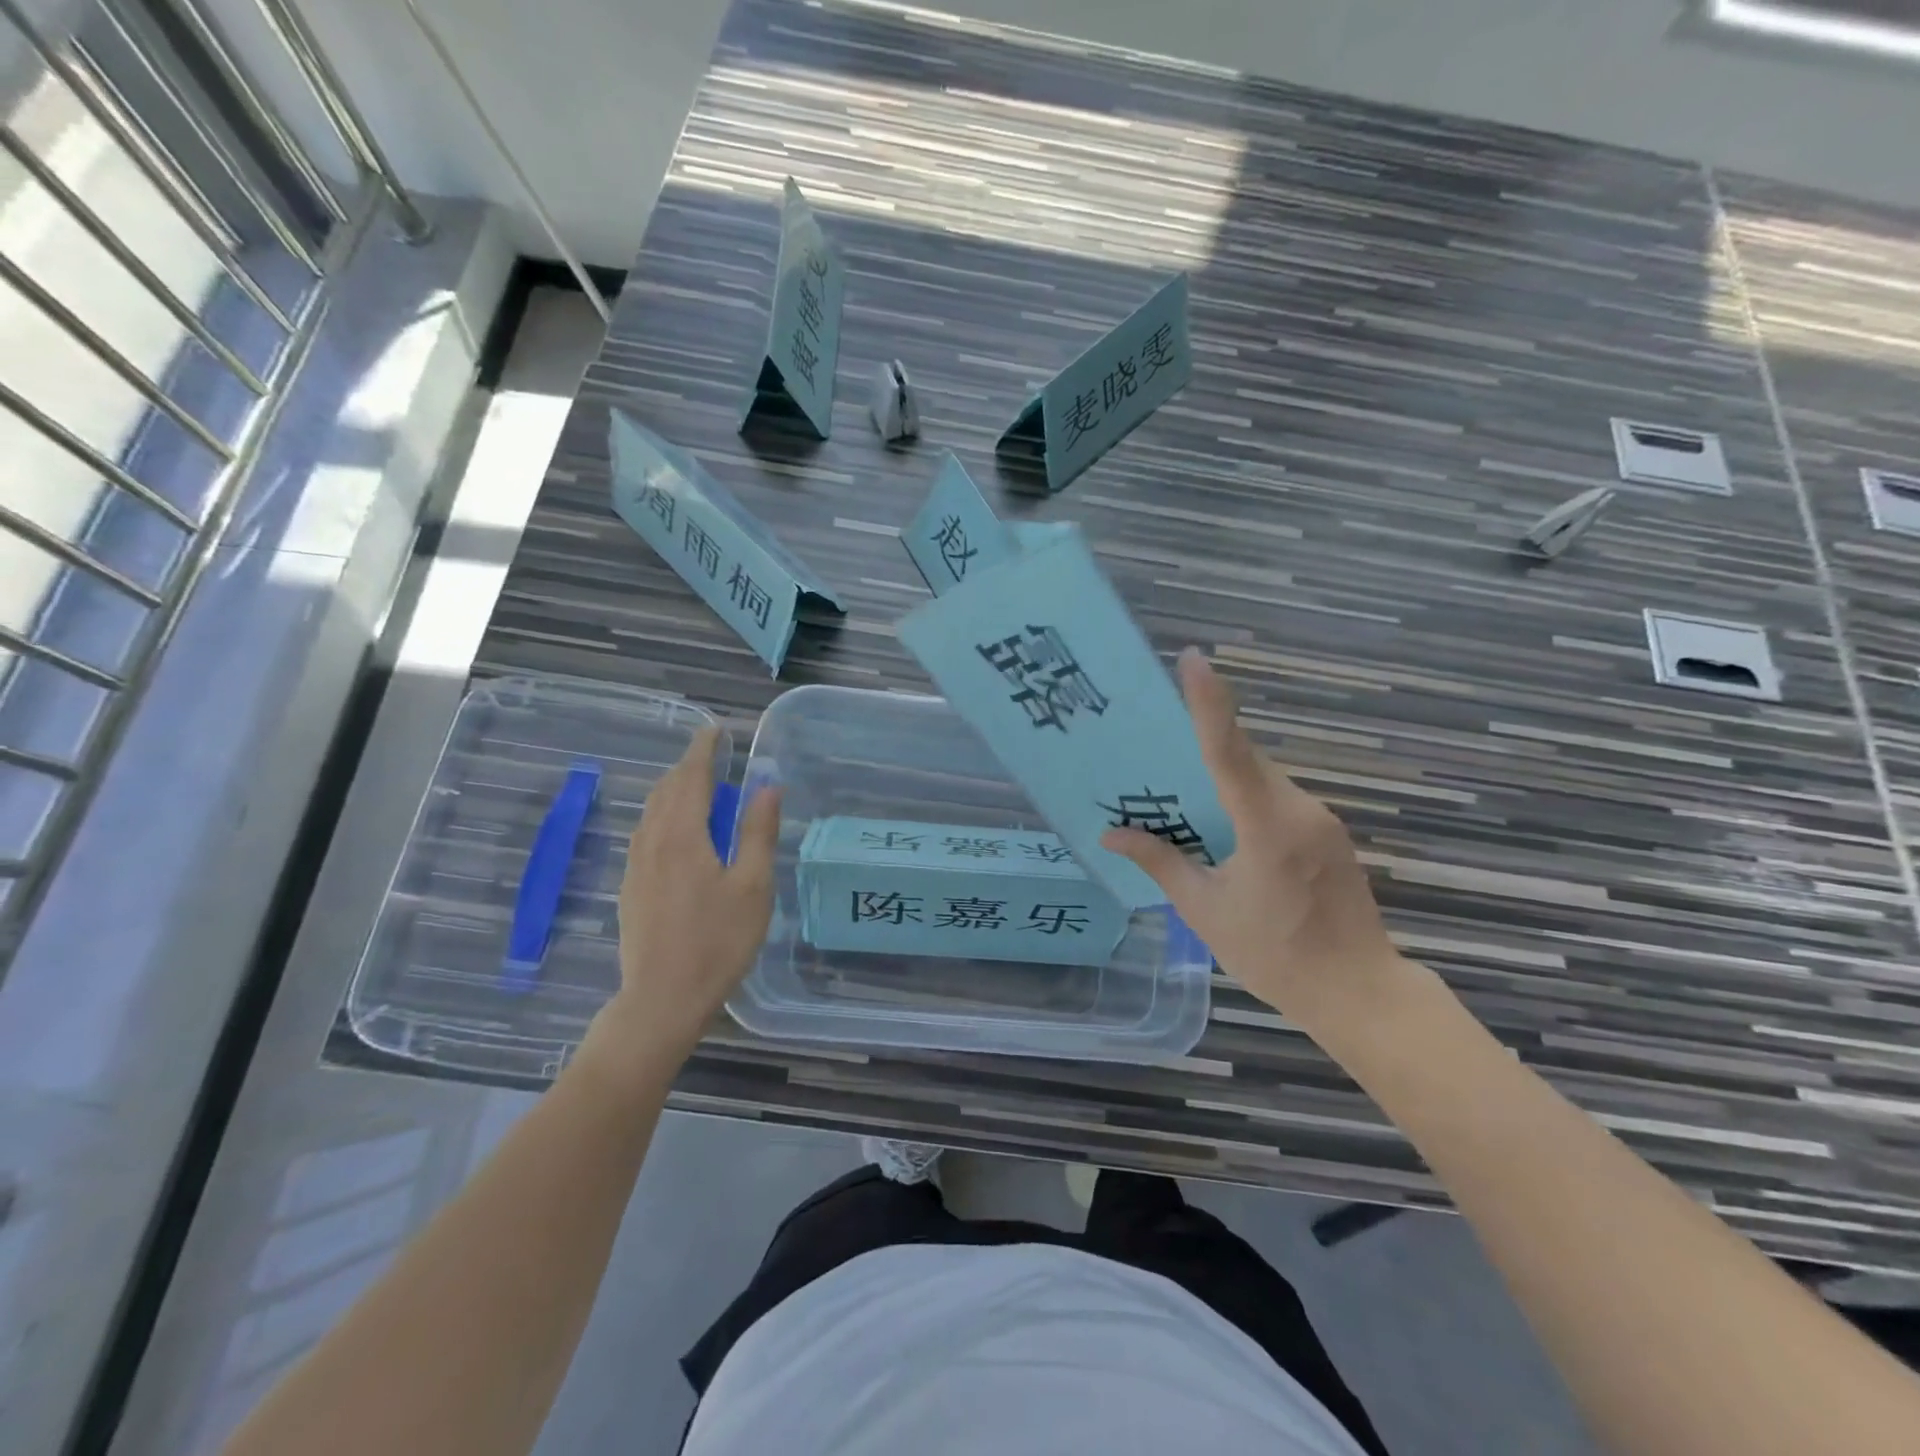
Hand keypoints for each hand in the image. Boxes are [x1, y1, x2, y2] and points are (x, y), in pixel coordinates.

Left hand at [580, 727, 780, 1083]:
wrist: (661, 1000)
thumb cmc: (717, 942)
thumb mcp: (752, 886)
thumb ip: (757, 832)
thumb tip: (768, 786)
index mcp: (683, 836)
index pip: (691, 777)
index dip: (703, 750)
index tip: (714, 730)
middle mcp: (652, 842)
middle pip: (666, 791)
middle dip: (688, 768)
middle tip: (713, 758)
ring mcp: (635, 867)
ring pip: (651, 813)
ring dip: (673, 791)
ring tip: (698, 790)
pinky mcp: (630, 889)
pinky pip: (645, 834)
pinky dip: (663, 817)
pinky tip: (677, 834)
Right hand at [1101, 649, 1418, 1041]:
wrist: (1360, 994)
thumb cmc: (1275, 955)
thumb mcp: (1205, 911)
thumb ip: (1161, 863)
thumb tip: (1111, 836)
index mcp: (1266, 825)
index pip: (1228, 751)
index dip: (1209, 702)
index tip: (1193, 659)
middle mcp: (1298, 809)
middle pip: (1244, 760)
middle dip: (1203, 746)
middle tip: (1157, 742)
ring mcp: (1321, 820)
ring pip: (1262, 780)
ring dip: (1225, 778)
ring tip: (1183, 795)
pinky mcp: (1329, 834)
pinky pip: (1278, 800)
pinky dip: (1247, 799)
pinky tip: (1225, 829)